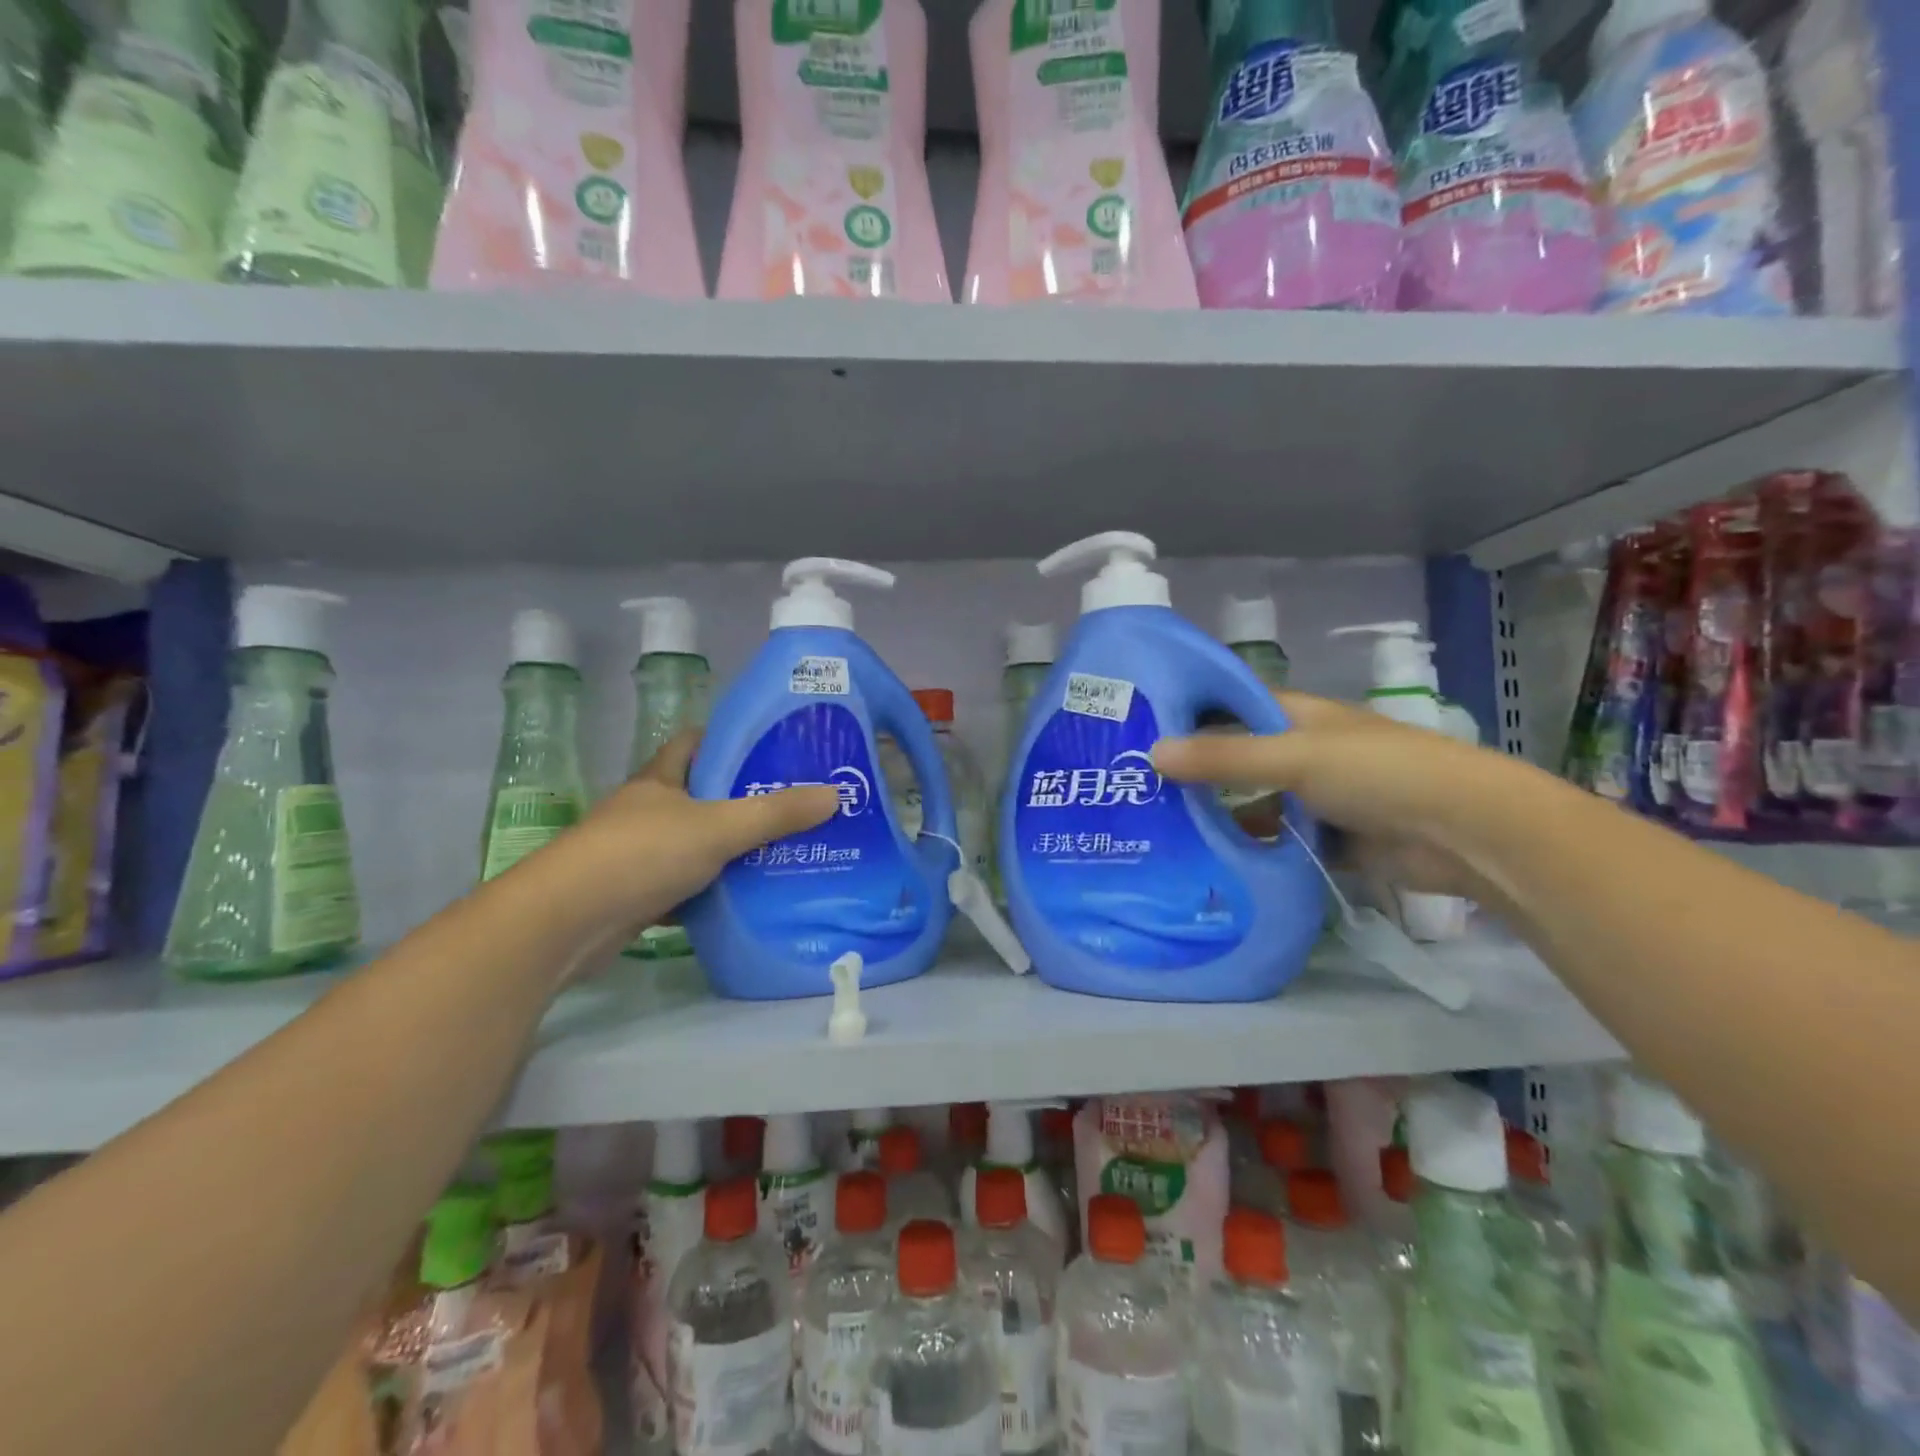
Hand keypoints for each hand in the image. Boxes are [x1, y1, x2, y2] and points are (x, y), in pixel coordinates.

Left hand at [539, 732, 839, 959]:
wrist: (565, 923)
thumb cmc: (640, 854)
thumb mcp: (718, 827)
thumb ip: (775, 813)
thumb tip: (834, 795)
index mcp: (660, 780)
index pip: (693, 743)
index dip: (728, 741)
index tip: (771, 750)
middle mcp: (648, 810)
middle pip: (700, 795)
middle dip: (743, 800)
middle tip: (794, 806)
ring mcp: (638, 854)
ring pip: (695, 843)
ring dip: (730, 848)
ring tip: (783, 851)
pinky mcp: (637, 894)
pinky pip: (686, 885)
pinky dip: (712, 891)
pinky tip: (746, 897)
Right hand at [1151, 691, 1519, 900]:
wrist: (1464, 833)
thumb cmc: (1378, 773)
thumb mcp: (1294, 757)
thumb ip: (1224, 758)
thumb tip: (1151, 753)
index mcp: (1296, 717)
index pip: (1230, 705)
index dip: (1189, 712)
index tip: (1137, 728)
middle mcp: (1300, 752)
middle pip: (1236, 758)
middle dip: (1193, 772)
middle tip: (1133, 787)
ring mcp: (1314, 797)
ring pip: (1253, 803)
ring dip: (1217, 816)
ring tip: (1157, 830)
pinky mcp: (1326, 839)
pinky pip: (1275, 842)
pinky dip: (1248, 850)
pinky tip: (1206, 863)